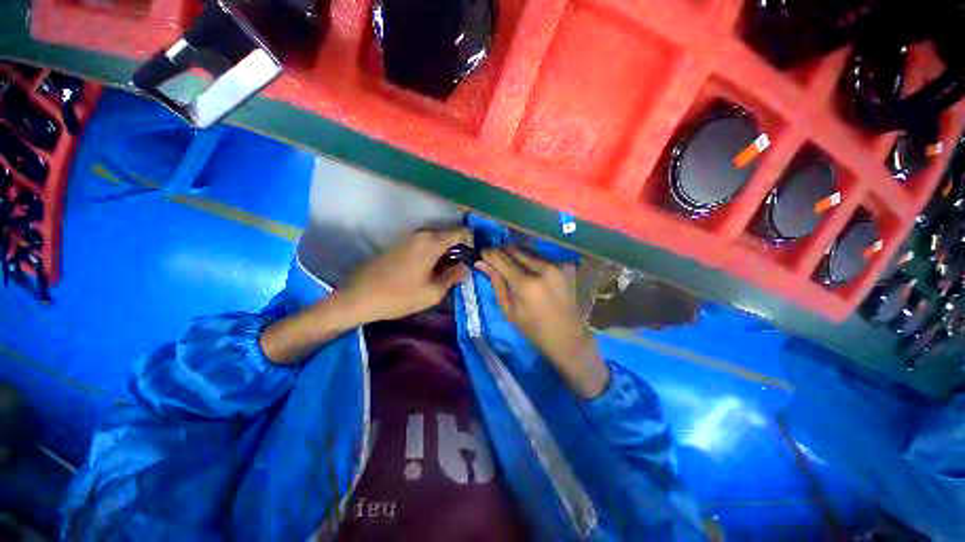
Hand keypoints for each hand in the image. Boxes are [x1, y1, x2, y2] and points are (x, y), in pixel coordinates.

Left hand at [342, 228, 471, 322]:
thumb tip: (465, 267)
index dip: (472, 242)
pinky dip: (433, 253)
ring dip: (445, 252)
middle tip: (462, 268)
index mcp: (432, 242)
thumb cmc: (400, 296)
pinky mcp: (399, 244)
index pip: (461, 232)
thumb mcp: (433, 292)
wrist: (359, 297)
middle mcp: (421, 234)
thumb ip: (453, 277)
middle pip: (448, 235)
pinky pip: (424, 244)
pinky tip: (431, 270)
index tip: (474, 258)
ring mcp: (408, 238)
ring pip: (436, 240)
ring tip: (448, 271)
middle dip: (459, 249)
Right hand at [478, 247, 609, 397]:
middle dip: (501, 252)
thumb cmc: (533, 329)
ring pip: (527, 250)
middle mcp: (542, 269)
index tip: (481, 254)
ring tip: (508, 263)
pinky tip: (526, 269)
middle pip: (514, 250)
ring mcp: (556, 265)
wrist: (567, 336)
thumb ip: (496, 283)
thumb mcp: (509, 310)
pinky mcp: (564, 266)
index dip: (489, 254)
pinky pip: (540, 257)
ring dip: (515, 254)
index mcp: (526, 284)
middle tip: (493, 259)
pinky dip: (528, 259)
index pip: (501, 259)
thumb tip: (481, 263)